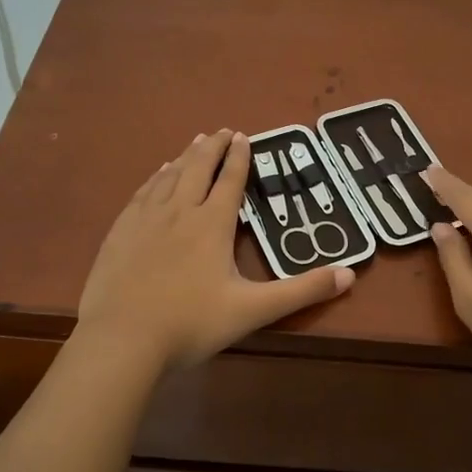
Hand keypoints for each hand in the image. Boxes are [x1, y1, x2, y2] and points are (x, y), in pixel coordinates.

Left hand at [78, 130, 353, 371]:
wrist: (122, 339)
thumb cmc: (191, 324)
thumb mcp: (254, 310)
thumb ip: (302, 291)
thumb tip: (350, 275)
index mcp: (212, 224)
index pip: (230, 181)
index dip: (239, 157)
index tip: (244, 136)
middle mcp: (180, 211)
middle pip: (198, 168)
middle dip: (213, 147)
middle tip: (222, 131)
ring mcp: (146, 219)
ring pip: (170, 176)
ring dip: (186, 156)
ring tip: (196, 142)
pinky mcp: (121, 231)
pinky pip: (143, 193)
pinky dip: (156, 177)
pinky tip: (158, 174)